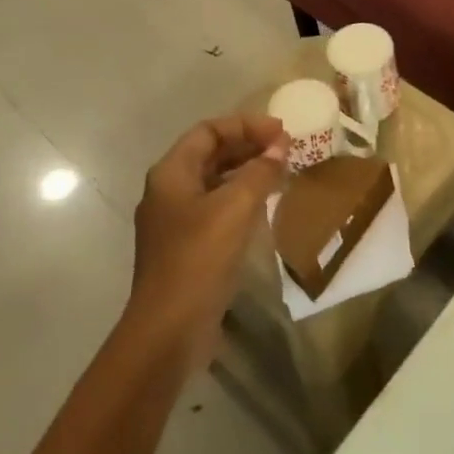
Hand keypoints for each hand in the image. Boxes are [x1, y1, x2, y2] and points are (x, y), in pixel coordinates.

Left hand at [130, 113, 287, 368]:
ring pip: (215, 181)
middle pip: (210, 154)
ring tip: (282, 172)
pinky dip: (241, 198)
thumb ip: (260, 172)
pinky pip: (216, 208)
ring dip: (247, 172)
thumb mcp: (236, 208)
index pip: (208, 131)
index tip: (281, 131)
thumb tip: (279, 147)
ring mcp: (175, 221)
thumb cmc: (199, 258)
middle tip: (286, 149)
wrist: (169, 328)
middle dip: (248, 146)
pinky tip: (265, 206)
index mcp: (171, 173)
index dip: (245, 125)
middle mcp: (168, 191)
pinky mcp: (187, 246)